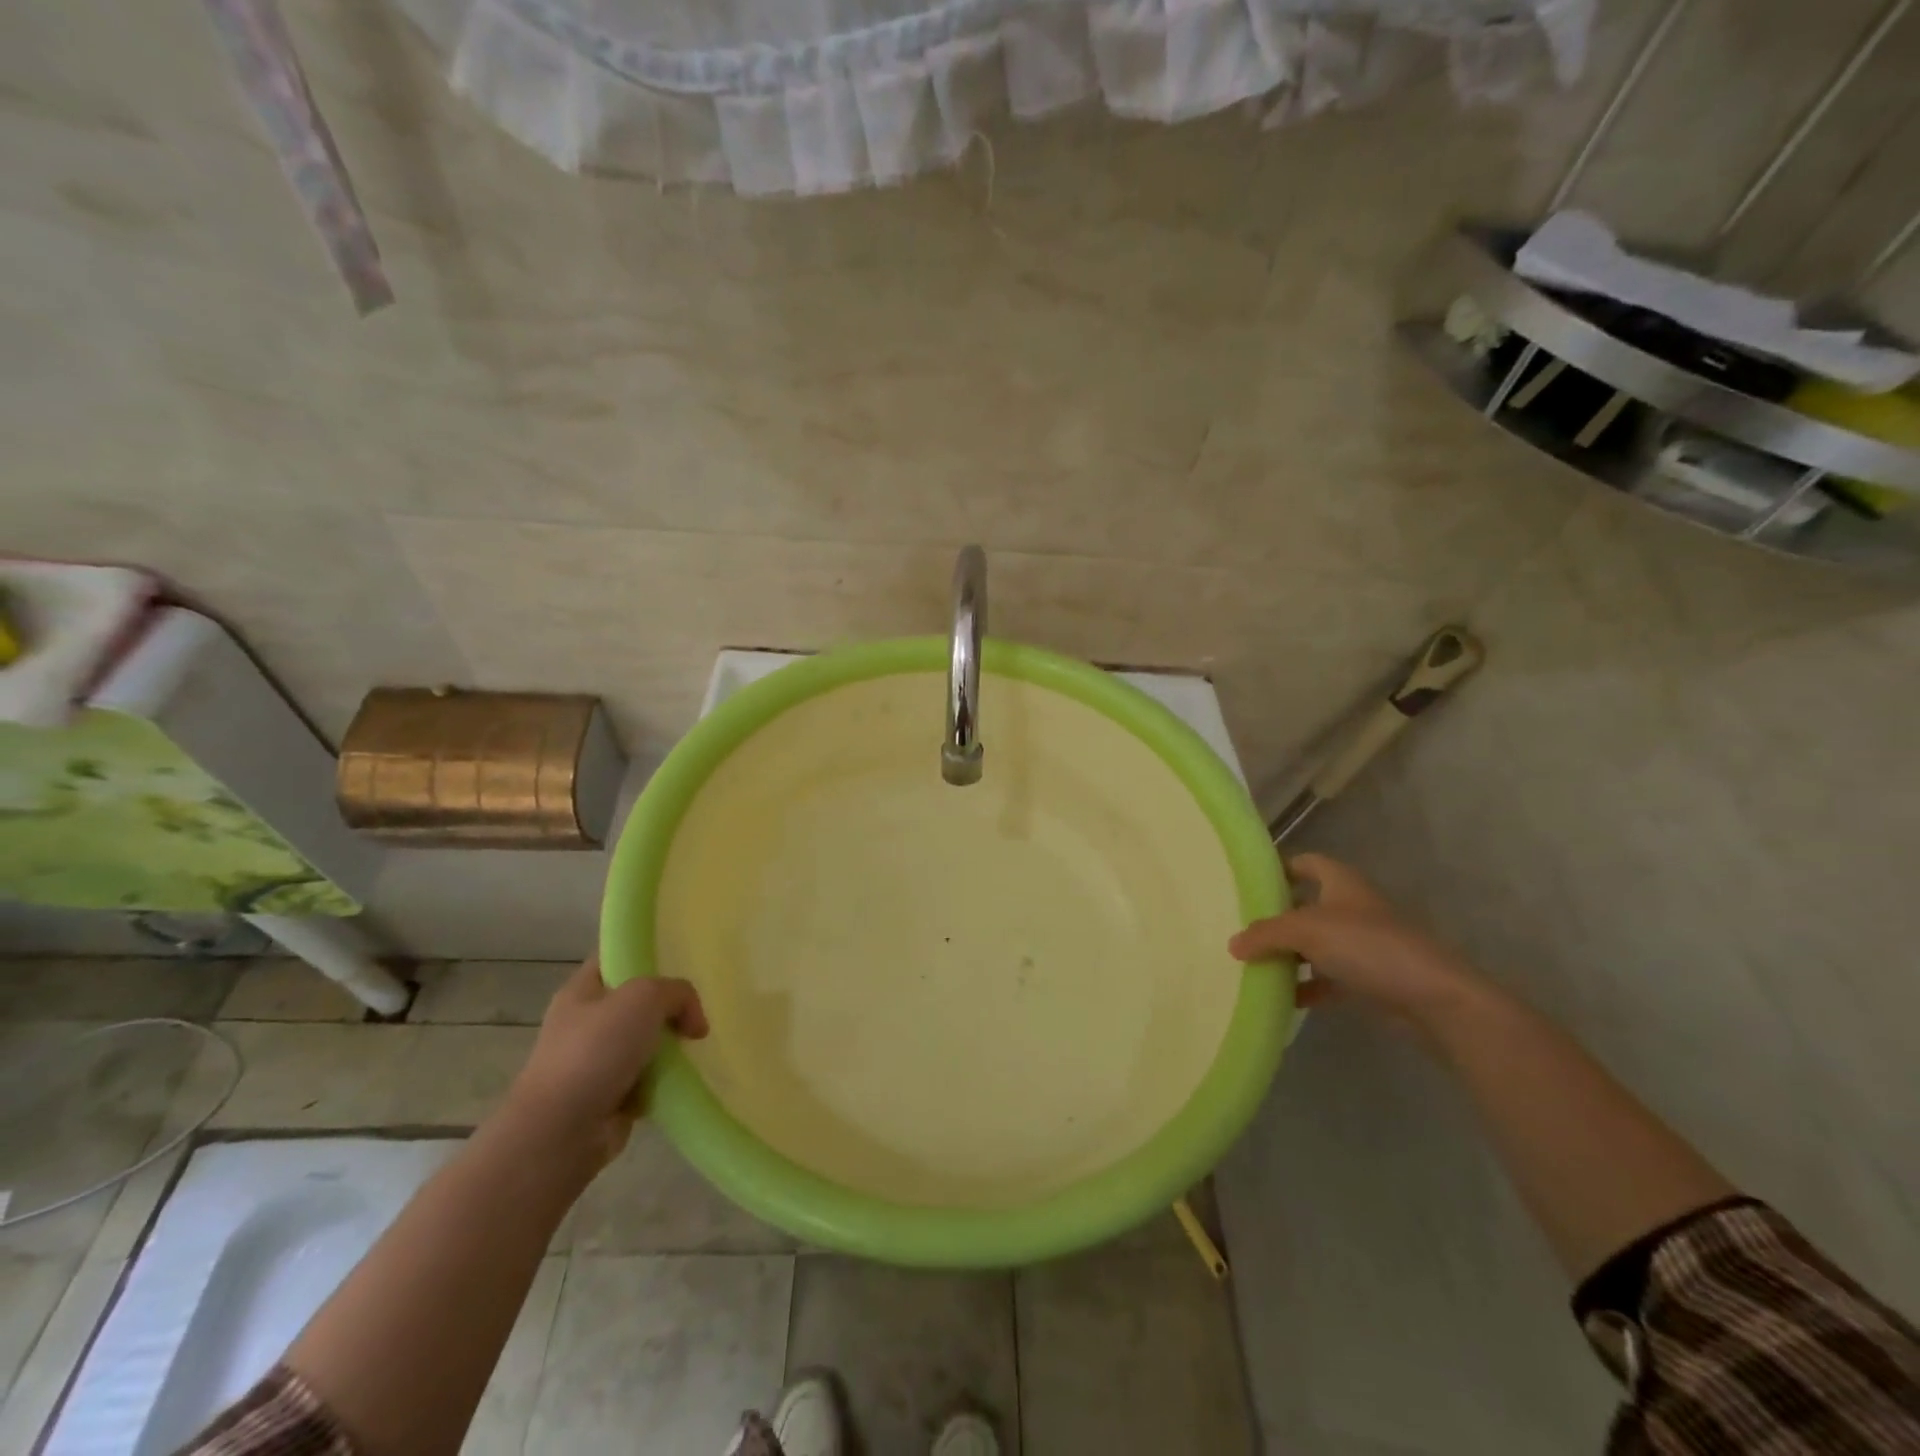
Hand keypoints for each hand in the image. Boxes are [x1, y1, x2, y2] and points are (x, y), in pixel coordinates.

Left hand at [505, 958, 709, 1164]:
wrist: (561, 1132)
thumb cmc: (595, 1051)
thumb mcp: (644, 998)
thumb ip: (678, 993)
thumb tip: (694, 1023)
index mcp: (582, 991)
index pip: (615, 956)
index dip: (646, 951)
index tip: (680, 958)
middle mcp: (585, 1022)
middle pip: (636, 1001)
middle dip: (667, 1005)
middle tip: (696, 1009)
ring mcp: (595, 1062)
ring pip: (646, 1040)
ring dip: (670, 1046)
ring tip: (696, 1045)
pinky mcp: (608, 1096)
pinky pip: (648, 1077)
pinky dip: (664, 1080)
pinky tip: (682, 1079)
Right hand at [1228, 853, 1480, 1025]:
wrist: (1434, 998)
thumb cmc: (1368, 946)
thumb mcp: (1306, 931)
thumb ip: (1265, 934)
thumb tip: (1233, 944)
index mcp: (1341, 883)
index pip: (1307, 863)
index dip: (1280, 867)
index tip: (1250, 882)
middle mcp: (1351, 908)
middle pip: (1306, 905)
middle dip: (1277, 917)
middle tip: (1242, 927)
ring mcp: (1363, 944)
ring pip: (1316, 944)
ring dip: (1290, 954)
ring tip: (1254, 964)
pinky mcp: (1370, 978)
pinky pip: (1328, 978)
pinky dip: (1308, 986)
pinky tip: (1285, 997)